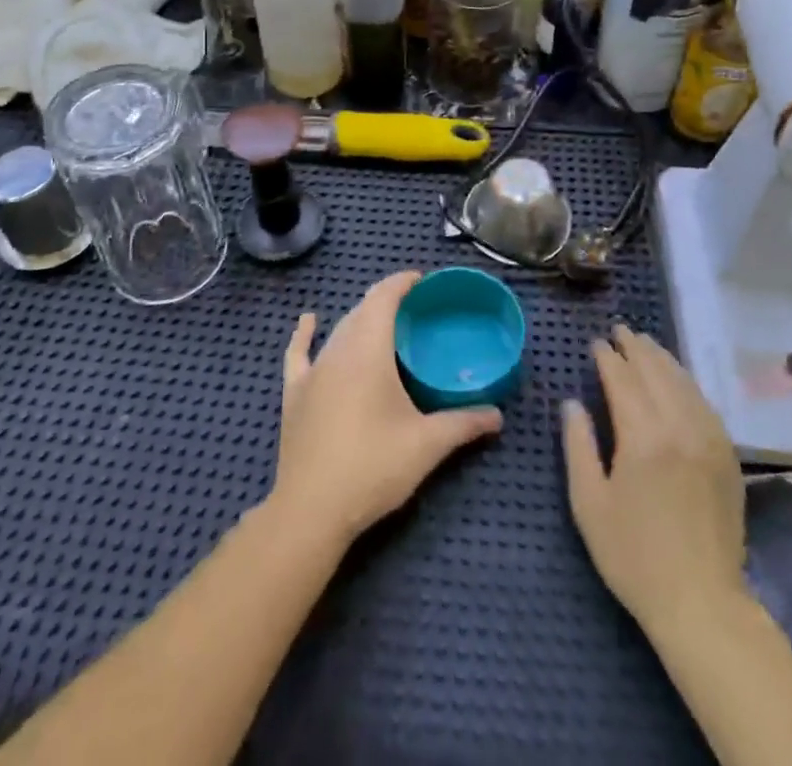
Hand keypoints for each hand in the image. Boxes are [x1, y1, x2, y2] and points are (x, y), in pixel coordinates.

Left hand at [269, 271, 502, 547]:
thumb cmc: (372, 467)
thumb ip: (463, 424)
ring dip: (360, 319)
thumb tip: (497, 415)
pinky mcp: (294, 393)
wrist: (310, 510)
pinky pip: (299, 353)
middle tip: (414, 311)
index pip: (384, 297)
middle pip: (362, 310)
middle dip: (386, 302)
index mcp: (369, 350)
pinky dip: (305, 334)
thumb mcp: (426, 445)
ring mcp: (312, 370)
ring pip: (338, 330)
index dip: (402, 282)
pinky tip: (309, 321)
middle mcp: (338, 349)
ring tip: (382, 324)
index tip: (422, 281)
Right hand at [561, 324, 746, 636]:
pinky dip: (686, 382)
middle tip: (620, 331)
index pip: (623, 379)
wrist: (701, 602)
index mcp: (643, 436)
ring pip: (684, 381)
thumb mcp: (589, 503)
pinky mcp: (727, 455)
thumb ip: (578, 445)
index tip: (596, 343)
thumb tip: (573, 403)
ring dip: (662, 358)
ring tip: (645, 344)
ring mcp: (709, 438)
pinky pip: (704, 403)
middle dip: (635, 347)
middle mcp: (679, 426)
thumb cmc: (634, 556)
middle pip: (656, 371)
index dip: (608, 357)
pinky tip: (677, 380)